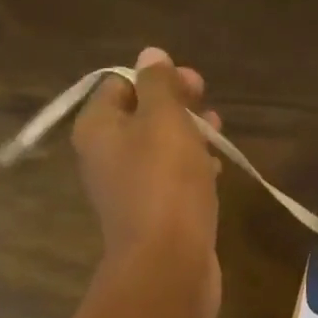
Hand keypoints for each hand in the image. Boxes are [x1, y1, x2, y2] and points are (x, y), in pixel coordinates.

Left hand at [72, 47, 222, 317]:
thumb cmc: (165, 183)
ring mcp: (128, 188)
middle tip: (210, 107)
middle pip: (140, 116)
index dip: (157, 78)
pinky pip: (169, 179)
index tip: (195, 84)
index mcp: (98, 128)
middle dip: (176, 106)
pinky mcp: (152, 214)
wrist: (168, 263)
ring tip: (219, 134)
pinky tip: (215, 170)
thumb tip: (150, 55)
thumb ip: (158, 85)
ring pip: (158, 149)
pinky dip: (190, 168)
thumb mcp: (165, 121)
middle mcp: (105, 156)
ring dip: (188, 136)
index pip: (120, 85)